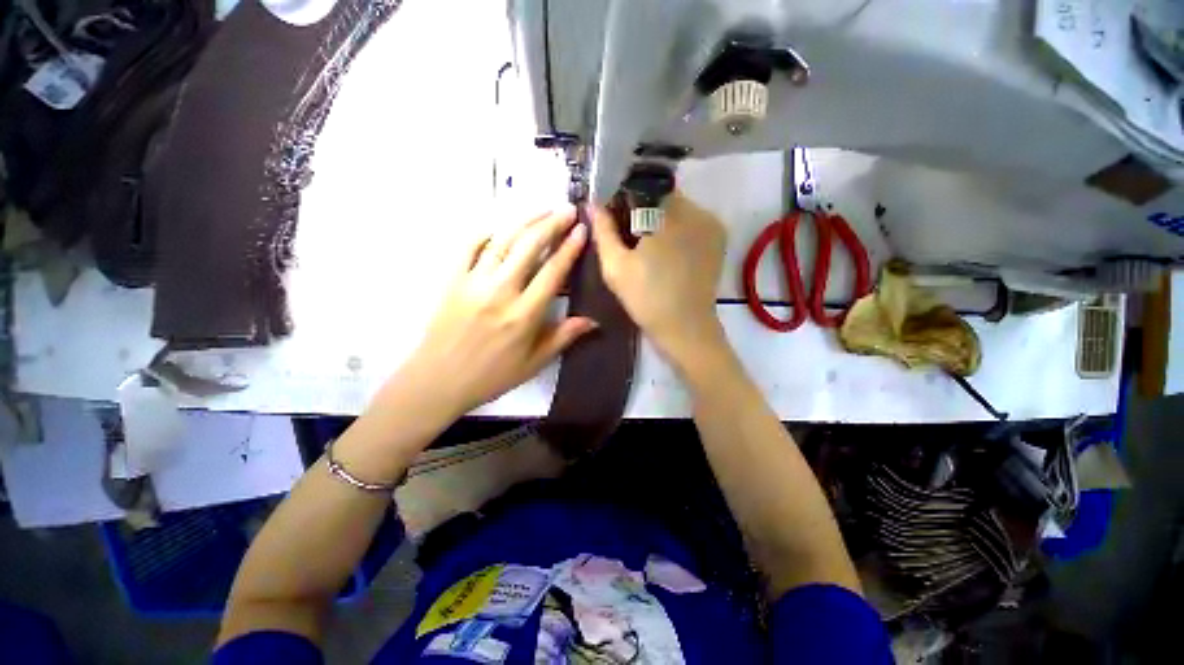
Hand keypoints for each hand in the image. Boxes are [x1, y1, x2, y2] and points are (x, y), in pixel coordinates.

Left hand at [397, 208, 596, 415]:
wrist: (438, 380)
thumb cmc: (491, 376)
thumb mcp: (533, 363)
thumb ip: (563, 337)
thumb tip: (592, 321)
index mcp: (524, 315)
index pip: (553, 272)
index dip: (570, 248)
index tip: (582, 231)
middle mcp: (500, 292)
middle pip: (529, 246)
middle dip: (552, 223)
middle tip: (568, 209)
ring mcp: (473, 281)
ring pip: (503, 240)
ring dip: (525, 221)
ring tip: (543, 209)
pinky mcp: (452, 279)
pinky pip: (469, 246)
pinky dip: (486, 232)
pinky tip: (500, 227)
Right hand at [591, 192, 727, 367]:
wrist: (685, 328)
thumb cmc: (646, 298)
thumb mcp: (615, 266)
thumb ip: (603, 231)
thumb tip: (592, 203)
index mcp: (668, 213)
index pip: (642, 184)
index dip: (624, 196)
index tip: (613, 216)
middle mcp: (695, 210)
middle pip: (662, 195)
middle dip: (642, 208)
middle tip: (628, 234)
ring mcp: (711, 224)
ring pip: (678, 208)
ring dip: (659, 218)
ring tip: (646, 245)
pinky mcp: (718, 238)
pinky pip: (692, 221)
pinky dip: (676, 228)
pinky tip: (665, 251)